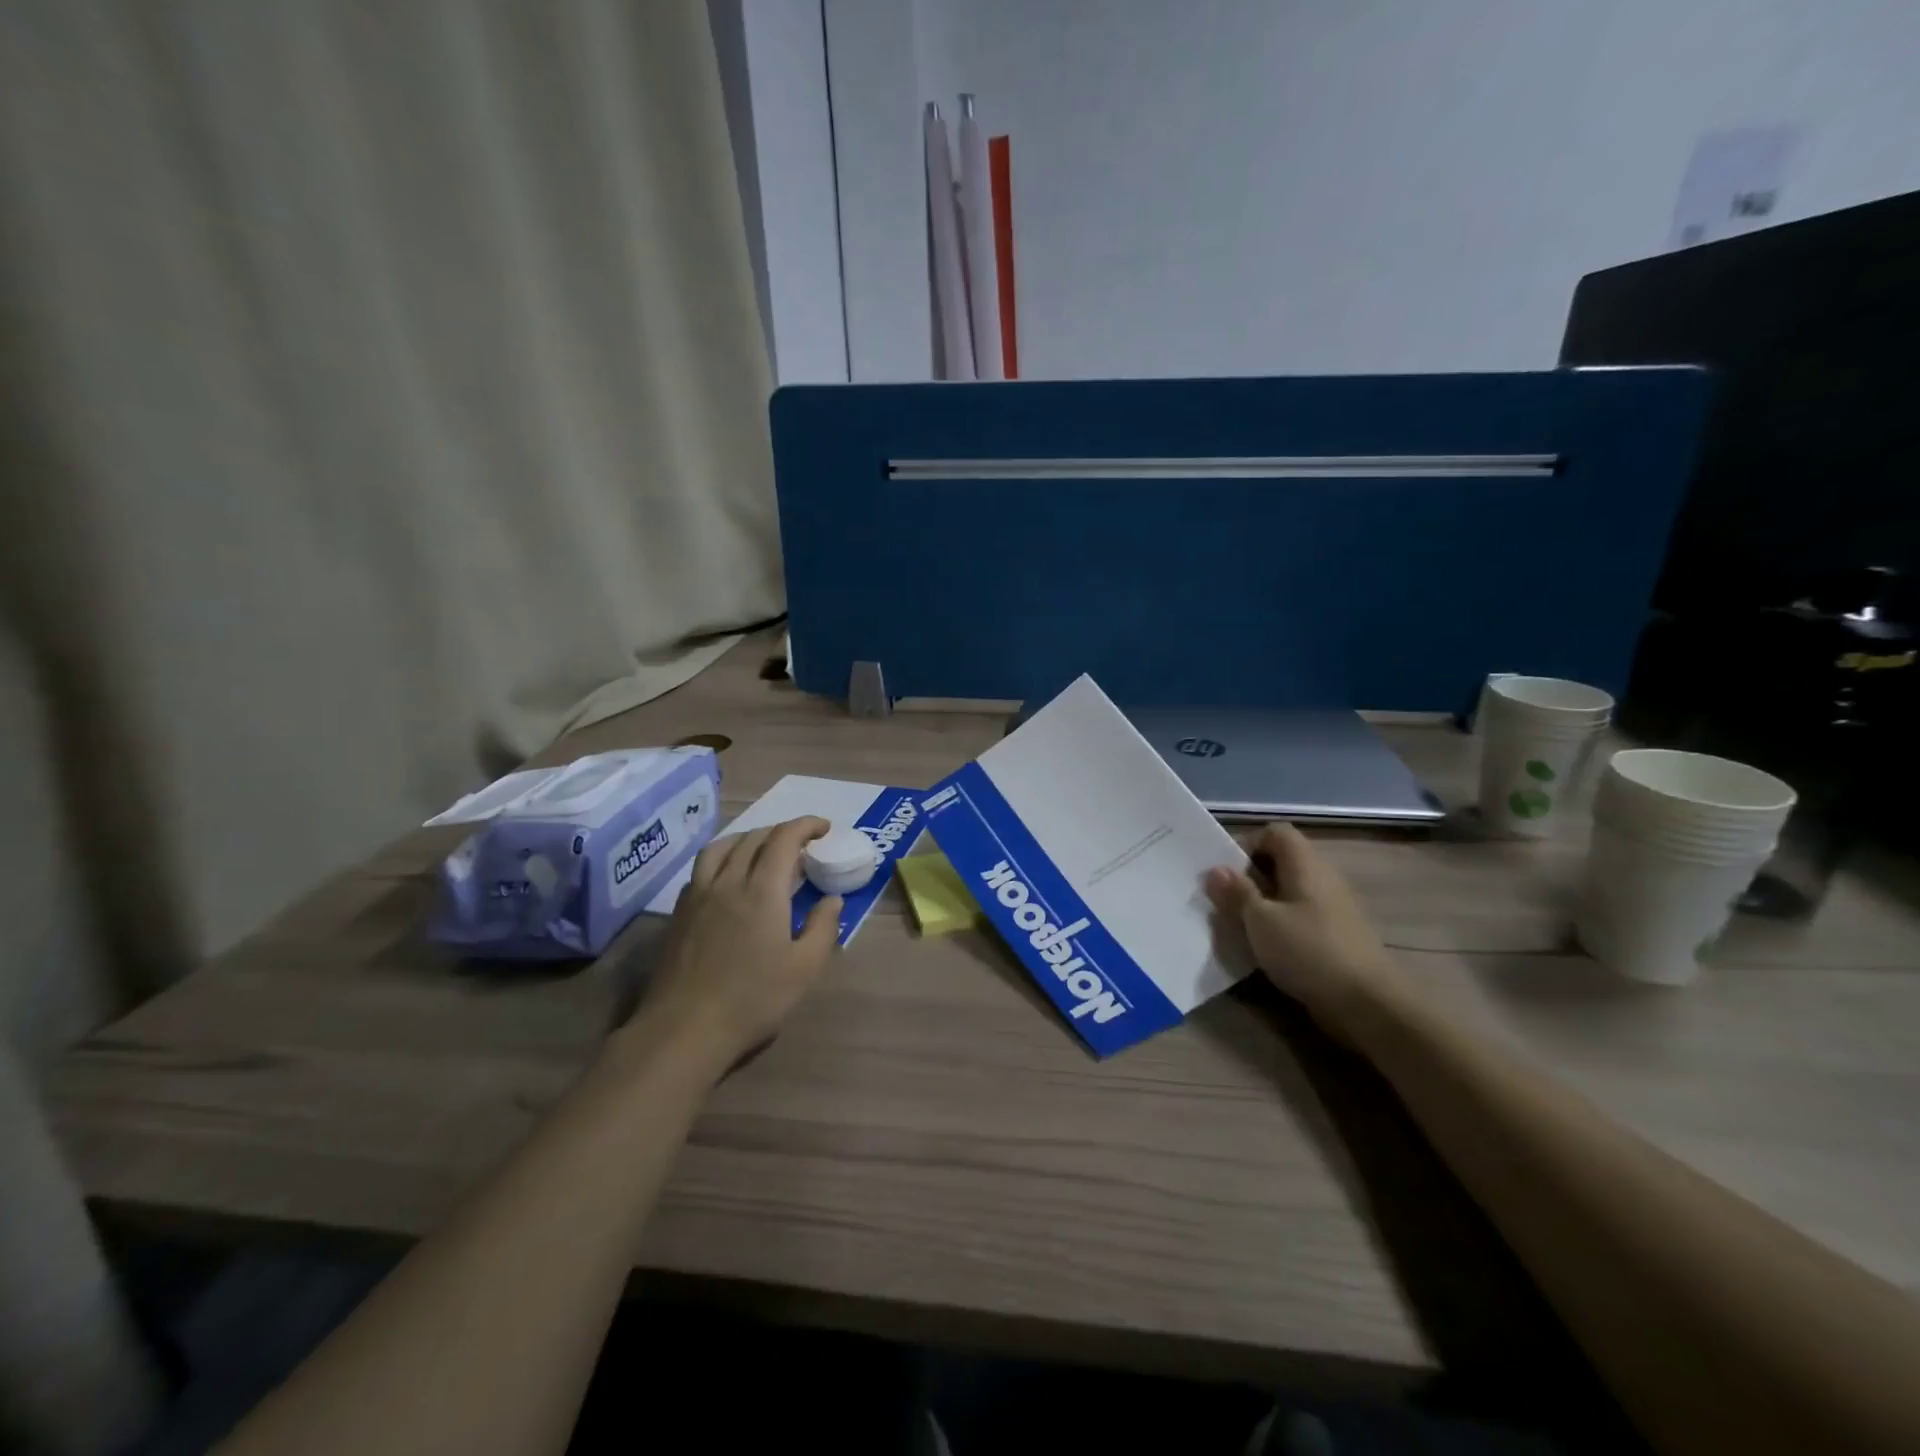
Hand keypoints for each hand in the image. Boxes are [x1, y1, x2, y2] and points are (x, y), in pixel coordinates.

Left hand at [638, 816, 841, 1067]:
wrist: (684, 1029)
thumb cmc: (752, 999)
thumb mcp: (804, 968)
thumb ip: (823, 927)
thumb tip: (832, 899)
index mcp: (762, 890)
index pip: (783, 839)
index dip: (805, 825)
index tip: (824, 828)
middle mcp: (728, 882)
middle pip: (753, 838)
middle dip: (781, 831)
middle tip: (801, 844)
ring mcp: (698, 895)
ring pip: (721, 847)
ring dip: (747, 838)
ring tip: (762, 849)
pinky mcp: (679, 913)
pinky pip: (702, 869)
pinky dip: (722, 859)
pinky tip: (728, 879)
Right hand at [1205, 822, 1411, 1041]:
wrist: (1369, 1004)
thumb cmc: (1309, 951)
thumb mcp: (1260, 921)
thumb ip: (1237, 893)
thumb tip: (1216, 869)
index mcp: (1305, 864)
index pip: (1276, 832)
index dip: (1248, 844)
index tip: (1228, 874)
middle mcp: (1323, 877)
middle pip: (1282, 860)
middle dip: (1251, 877)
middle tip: (1228, 902)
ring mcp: (1335, 907)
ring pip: (1291, 890)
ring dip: (1265, 903)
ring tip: (1243, 927)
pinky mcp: (1339, 934)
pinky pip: (1302, 915)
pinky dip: (1283, 924)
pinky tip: (1269, 948)